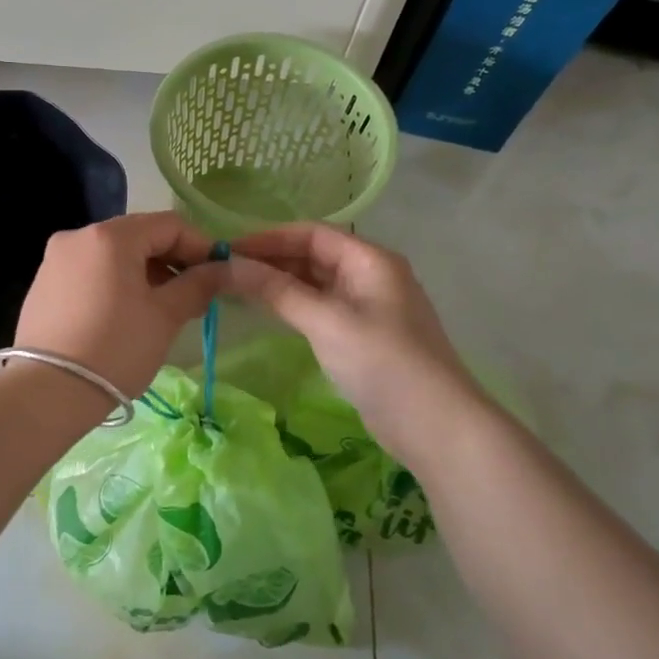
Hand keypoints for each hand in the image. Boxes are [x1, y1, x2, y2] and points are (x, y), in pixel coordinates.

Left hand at [14, 212, 229, 398]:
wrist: (48, 392)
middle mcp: (78, 236)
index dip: (201, 246)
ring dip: (143, 274)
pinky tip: (123, 316)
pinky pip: (89, 273)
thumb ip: (199, 284)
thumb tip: (228, 268)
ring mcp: (55, 260)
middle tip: (193, 295)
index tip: (219, 275)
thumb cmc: (116, 348)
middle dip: (171, 260)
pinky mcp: (42, 285)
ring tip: (161, 309)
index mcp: (110, 236)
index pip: (169, 225)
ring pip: (112, 256)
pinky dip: (114, 284)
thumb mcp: (165, 316)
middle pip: (138, 236)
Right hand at [225, 224, 483, 460]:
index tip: (228, 250)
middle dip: (270, 260)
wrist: (434, 425)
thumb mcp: (326, 321)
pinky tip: (267, 312)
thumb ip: (277, 290)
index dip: (268, 238)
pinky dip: (292, 306)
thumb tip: (229, 265)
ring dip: (279, 283)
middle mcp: (370, 275)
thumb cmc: (383, 363)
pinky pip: (320, 308)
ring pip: (315, 283)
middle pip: (313, 255)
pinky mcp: (361, 336)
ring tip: (235, 289)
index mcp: (370, 260)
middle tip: (224, 271)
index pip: (311, 233)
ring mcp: (367, 307)